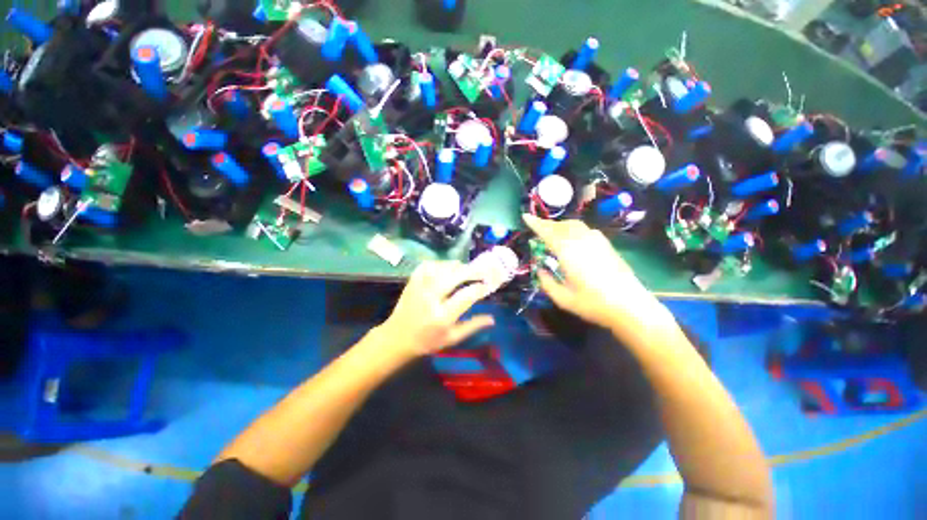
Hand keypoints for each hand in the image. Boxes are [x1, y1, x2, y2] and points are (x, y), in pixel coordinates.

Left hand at [376, 261, 495, 359]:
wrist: (397, 338)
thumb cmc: (427, 342)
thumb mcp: (451, 339)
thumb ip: (472, 326)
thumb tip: (493, 318)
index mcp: (442, 316)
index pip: (466, 296)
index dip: (480, 288)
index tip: (489, 285)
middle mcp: (431, 298)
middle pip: (455, 276)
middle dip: (472, 271)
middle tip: (482, 271)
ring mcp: (420, 287)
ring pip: (442, 267)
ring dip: (457, 266)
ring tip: (466, 270)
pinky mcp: (412, 282)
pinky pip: (427, 265)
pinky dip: (440, 263)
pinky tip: (446, 268)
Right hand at [523, 214, 674, 339]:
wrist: (630, 306)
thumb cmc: (593, 304)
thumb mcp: (562, 298)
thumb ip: (546, 282)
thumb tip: (540, 270)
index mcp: (568, 252)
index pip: (547, 232)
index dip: (535, 224)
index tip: (525, 217)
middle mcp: (581, 241)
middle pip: (561, 225)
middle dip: (547, 225)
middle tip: (537, 229)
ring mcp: (596, 241)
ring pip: (574, 225)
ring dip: (560, 226)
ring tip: (552, 233)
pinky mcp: (606, 245)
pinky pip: (585, 229)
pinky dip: (573, 229)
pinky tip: (573, 239)